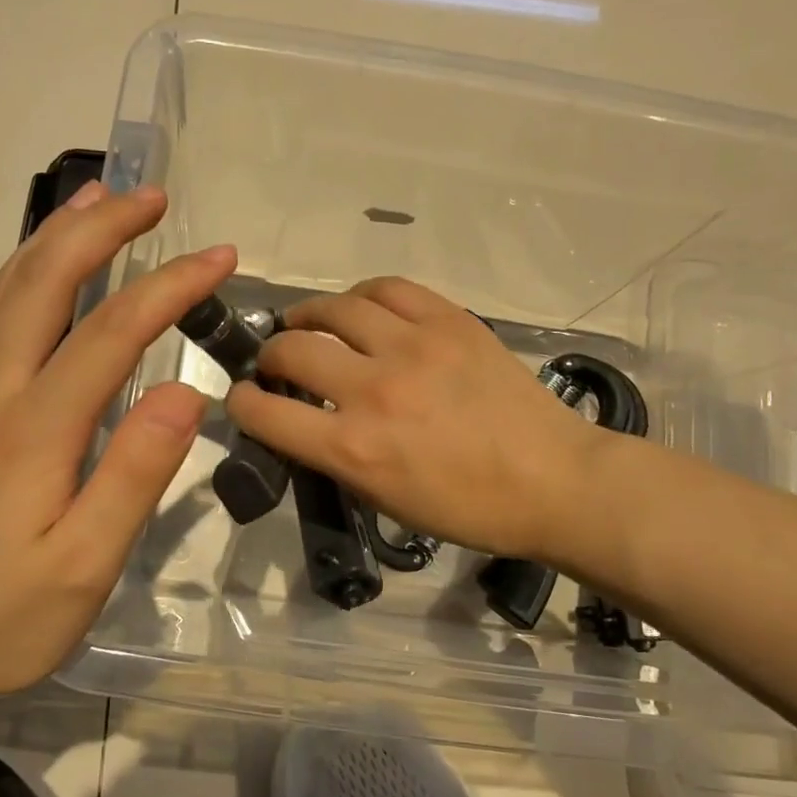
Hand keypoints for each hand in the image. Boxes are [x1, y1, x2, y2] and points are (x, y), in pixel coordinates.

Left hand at [0, 182, 236, 707]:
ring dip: (54, 237)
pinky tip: (32, 271)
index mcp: (34, 427)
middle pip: (45, 282)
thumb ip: (135, 474)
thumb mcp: (84, 566)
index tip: (221, 257)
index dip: (170, 285)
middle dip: (102, 228)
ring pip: (6, 290)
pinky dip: (15, 275)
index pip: (112, 330)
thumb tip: (183, 392)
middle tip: (151, 195)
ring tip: (94, 201)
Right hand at [227, 277, 608, 561]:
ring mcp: (413, 347)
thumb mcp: (386, 501)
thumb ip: (335, 458)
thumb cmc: (470, 508)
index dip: (240, 403)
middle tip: (277, 362)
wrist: (555, 480)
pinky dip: (361, 297)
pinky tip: (361, 310)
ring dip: (307, 315)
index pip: (265, 412)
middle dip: (270, 355)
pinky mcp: (449, 320)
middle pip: (292, 349)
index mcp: (354, 448)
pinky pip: (388, 288)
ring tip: (308, 324)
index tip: (244, 398)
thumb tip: (305, 422)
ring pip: (334, 308)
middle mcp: (374, 390)